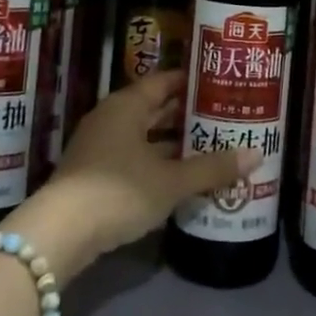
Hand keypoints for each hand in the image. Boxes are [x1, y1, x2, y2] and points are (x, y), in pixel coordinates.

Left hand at [3, 71, 260, 284]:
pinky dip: (157, 161)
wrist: (59, 234)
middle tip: (223, 116)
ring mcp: (98, 146)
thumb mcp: (171, 181)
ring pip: (144, 135)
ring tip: (210, 145)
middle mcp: (111, 118)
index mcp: (127, 105)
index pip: (164, 81)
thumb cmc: (118, 192)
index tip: (220, 85)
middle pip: (154, 108)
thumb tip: (257, 154)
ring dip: (173, 141)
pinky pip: (133, 156)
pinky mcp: (93, 174)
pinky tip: (181, 175)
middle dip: (187, 114)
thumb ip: (212, 168)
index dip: (192, 82)